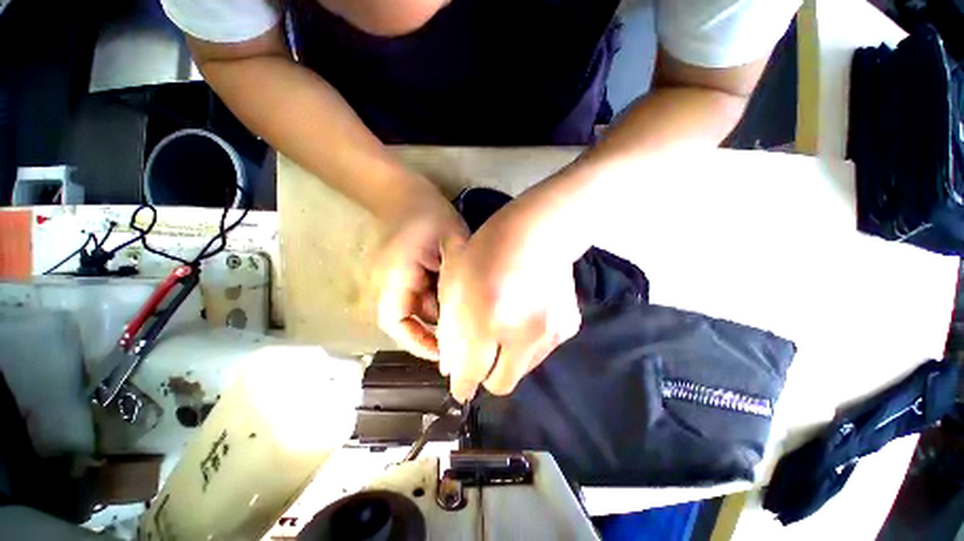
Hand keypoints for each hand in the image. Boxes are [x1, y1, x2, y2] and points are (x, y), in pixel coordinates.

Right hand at [374, 188, 468, 360]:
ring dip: (442, 313)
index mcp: (396, 277)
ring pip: (420, 309)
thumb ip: (456, 274)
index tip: (445, 355)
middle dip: (438, 330)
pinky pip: (422, 296)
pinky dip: (440, 300)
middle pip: (411, 320)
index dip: (418, 343)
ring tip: (470, 313)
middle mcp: (389, 284)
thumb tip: (465, 308)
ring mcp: (396, 280)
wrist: (405, 193)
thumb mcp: (451, 240)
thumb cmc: (430, 214)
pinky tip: (459, 294)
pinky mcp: (404, 274)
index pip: (397, 322)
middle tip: (469, 336)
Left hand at [437, 195, 581, 401]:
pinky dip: (527, 345)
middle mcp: (521, 334)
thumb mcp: (453, 285)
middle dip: (485, 375)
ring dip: (507, 359)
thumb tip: (451, 369)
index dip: (461, 385)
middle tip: (481, 352)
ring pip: (521, 370)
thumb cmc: (487, 250)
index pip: (469, 375)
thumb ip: (449, 331)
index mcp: (485, 319)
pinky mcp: (566, 328)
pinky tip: (524, 318)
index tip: (460, 383)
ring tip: (504, 326)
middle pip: (500, 384)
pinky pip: (540, 352)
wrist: (539, 231)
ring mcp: (549, 333)